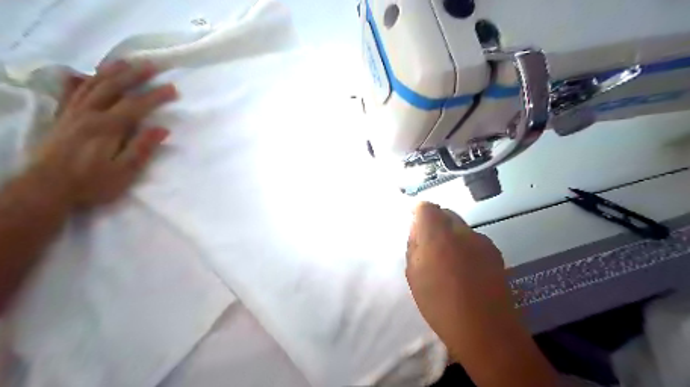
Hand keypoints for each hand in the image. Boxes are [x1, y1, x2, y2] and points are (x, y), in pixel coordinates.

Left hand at [32, 61, 176, 207]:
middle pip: (114, 87)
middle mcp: (89, 114)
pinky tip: (86, 74)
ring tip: (126, 62)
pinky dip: (81, 80)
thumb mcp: (124, 171)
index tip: (173, 89)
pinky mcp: (62, 117)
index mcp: (108, 128)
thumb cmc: (92, 183)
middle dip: (135, 75)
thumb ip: (142, 148)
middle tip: (152, 65)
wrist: (47, 188)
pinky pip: (71, 92)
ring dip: (111, 71)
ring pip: (93, 85)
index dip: (156, 96)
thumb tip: (162, 129)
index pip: (136, 105)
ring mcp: (73, 113)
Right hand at [402, 202, 519, 359]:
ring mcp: (481, 240)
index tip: (414, 225)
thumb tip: (417, 230)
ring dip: (450, 235)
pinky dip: (465, 246)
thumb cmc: (440, 304)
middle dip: (434, 223)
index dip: (418, 212)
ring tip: (447, 260)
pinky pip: (473, 240)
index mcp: (437, 236)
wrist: (485, 330)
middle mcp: (462, 231)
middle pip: (445, 213)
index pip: (426, 207)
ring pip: (460, 226)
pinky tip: (465, 268)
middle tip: (427, 245)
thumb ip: (414, 247)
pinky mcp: (495, 252)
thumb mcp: (414, 275)